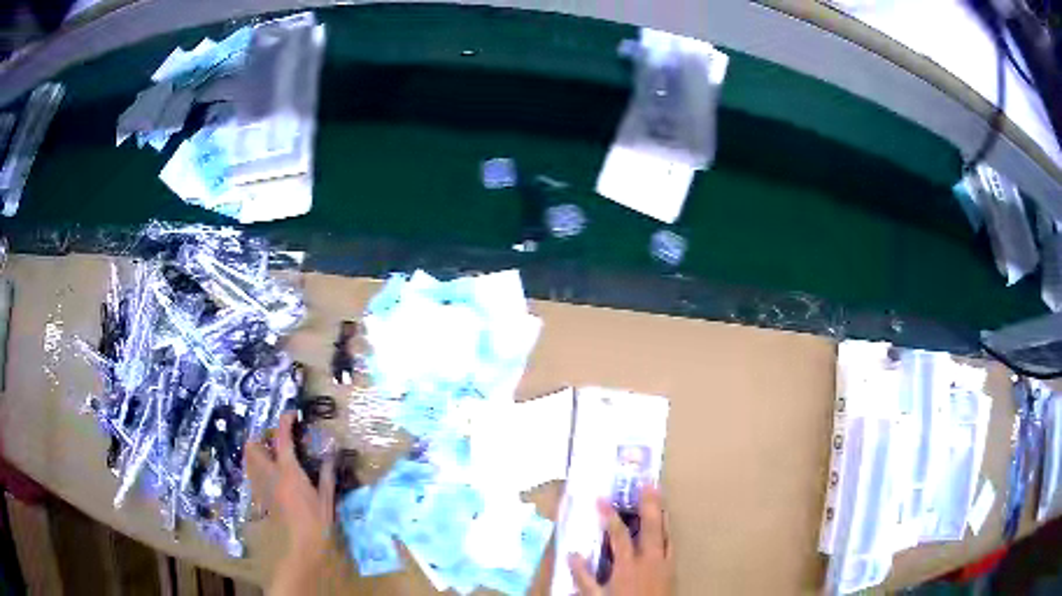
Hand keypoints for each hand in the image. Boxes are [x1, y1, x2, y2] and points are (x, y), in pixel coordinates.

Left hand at [245, 412, 335, 594]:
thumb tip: (331, 455)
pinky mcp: (261, 496)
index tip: (293, 414)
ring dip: (258, 451)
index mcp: (288, 471)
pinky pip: (253, 473)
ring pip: (249, 459)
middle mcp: (270, 474)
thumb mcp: (327, 498)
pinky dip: (258, 466)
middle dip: (262, 437)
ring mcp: (262, 485)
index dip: (286, 421)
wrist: (301, 546)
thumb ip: (326, 474)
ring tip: (274, 455)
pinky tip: (273, 475)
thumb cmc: (316, 522)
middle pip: (253, 446)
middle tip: (278, 440)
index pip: (282, 437)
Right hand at [568, 486, 672, 595]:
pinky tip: (666, 526)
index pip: (617, 534)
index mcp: (628, 564)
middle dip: (649, 503)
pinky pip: (672, 544)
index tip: (601, 498)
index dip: (609, 515)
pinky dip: (668, 531)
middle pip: (650, 526)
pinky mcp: (673, 568)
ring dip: (662, 513)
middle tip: (648, 481)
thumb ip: (584, 576)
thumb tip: (572, 554)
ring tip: (659, 494)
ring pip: (665, 532)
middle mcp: (649, 559)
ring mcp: (664, 562)